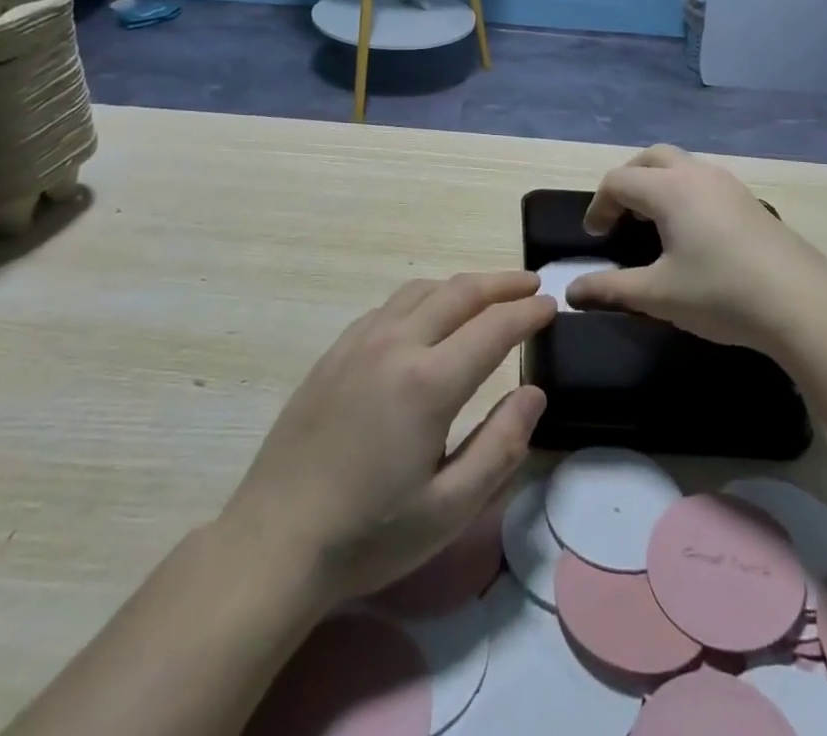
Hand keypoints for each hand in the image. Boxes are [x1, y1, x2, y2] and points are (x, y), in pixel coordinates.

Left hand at [219, 272, 553, 612]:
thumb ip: (500, 446)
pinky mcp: (335, 351)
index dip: (528, 313)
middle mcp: (396, 344)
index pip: (494, 327)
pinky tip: (428, 316)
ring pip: (422, 290)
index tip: (552, 305)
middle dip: (502, 283)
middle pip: (460, 292)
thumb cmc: (369, 534)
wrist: (274, 542)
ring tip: (487, 295)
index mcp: (428, 382)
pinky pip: (391, 305)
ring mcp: (360, 342)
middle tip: (530, 285)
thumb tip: (534, 393)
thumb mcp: (449, 508)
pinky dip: (424, 297)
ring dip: (462, 286)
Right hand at [568, 145, 826, 355]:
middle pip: (650, 158)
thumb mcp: (658, 295)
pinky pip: (704, 180)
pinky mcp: (749, 200)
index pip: (618, 181)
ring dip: (658, 183)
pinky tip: (692, 232)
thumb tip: (573, 292)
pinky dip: (684, 192)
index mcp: (669, 189)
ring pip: (681, 165)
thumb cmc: (721, 294)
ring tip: (653, 223)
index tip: (596, 237)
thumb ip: (611, 288)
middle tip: (620, 216)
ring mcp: (728, 184)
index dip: (599, 206)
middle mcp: (697, 174)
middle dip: (627, 181)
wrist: (802, 303)